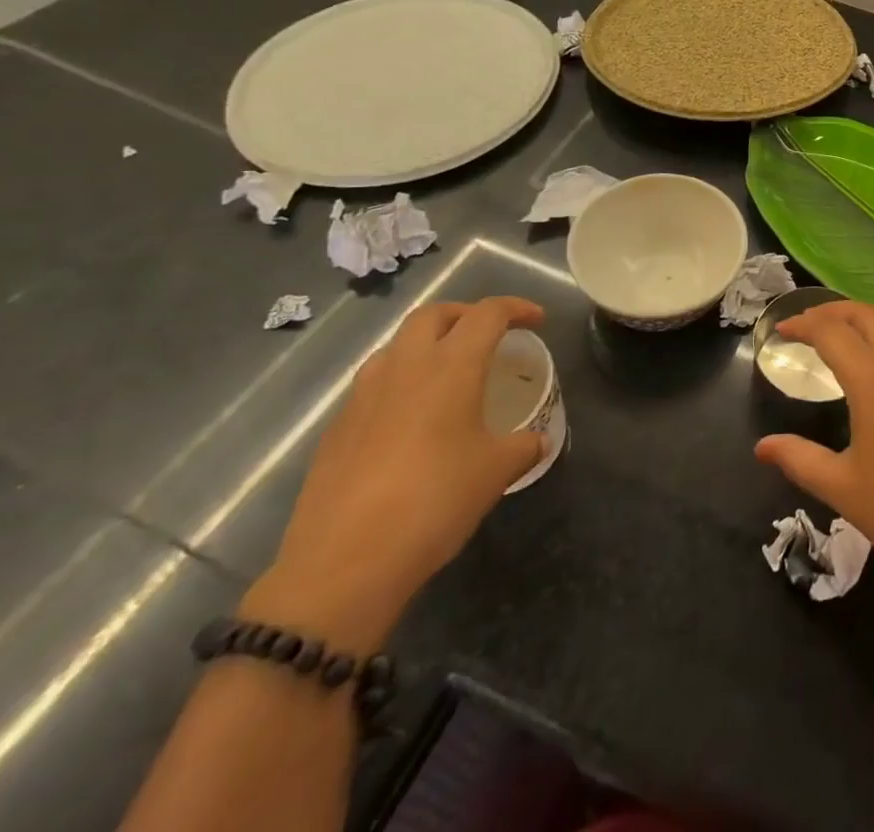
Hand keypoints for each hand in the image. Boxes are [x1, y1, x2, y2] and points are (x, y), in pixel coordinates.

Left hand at [244, 296, 547, 650]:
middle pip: (433, 314)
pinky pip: (374, 384)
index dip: (517, 308)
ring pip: (397, 345)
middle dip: (465, 314)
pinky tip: (411, 420)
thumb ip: (523, 446)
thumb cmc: (434, 502)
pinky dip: (400, 382)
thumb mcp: (495, 473)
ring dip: (427, 344)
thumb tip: (537, 440)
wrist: (343, 564)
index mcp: (451, 366)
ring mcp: (364, 396)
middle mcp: (405, 367)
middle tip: (488, 335)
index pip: (488, 314)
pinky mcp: (336, 429)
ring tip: (448, 372)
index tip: (537, 320)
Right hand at [754, 301, 873, 586]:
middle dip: (832, 311)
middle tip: (803, 324)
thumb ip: (799, 458)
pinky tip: (873, 358)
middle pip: (865, 315)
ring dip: (861, 317)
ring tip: (835, 331)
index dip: (804, 325)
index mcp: (873, 381)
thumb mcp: (841, 487)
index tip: (781, 331)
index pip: (833, 332)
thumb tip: (762, 447)